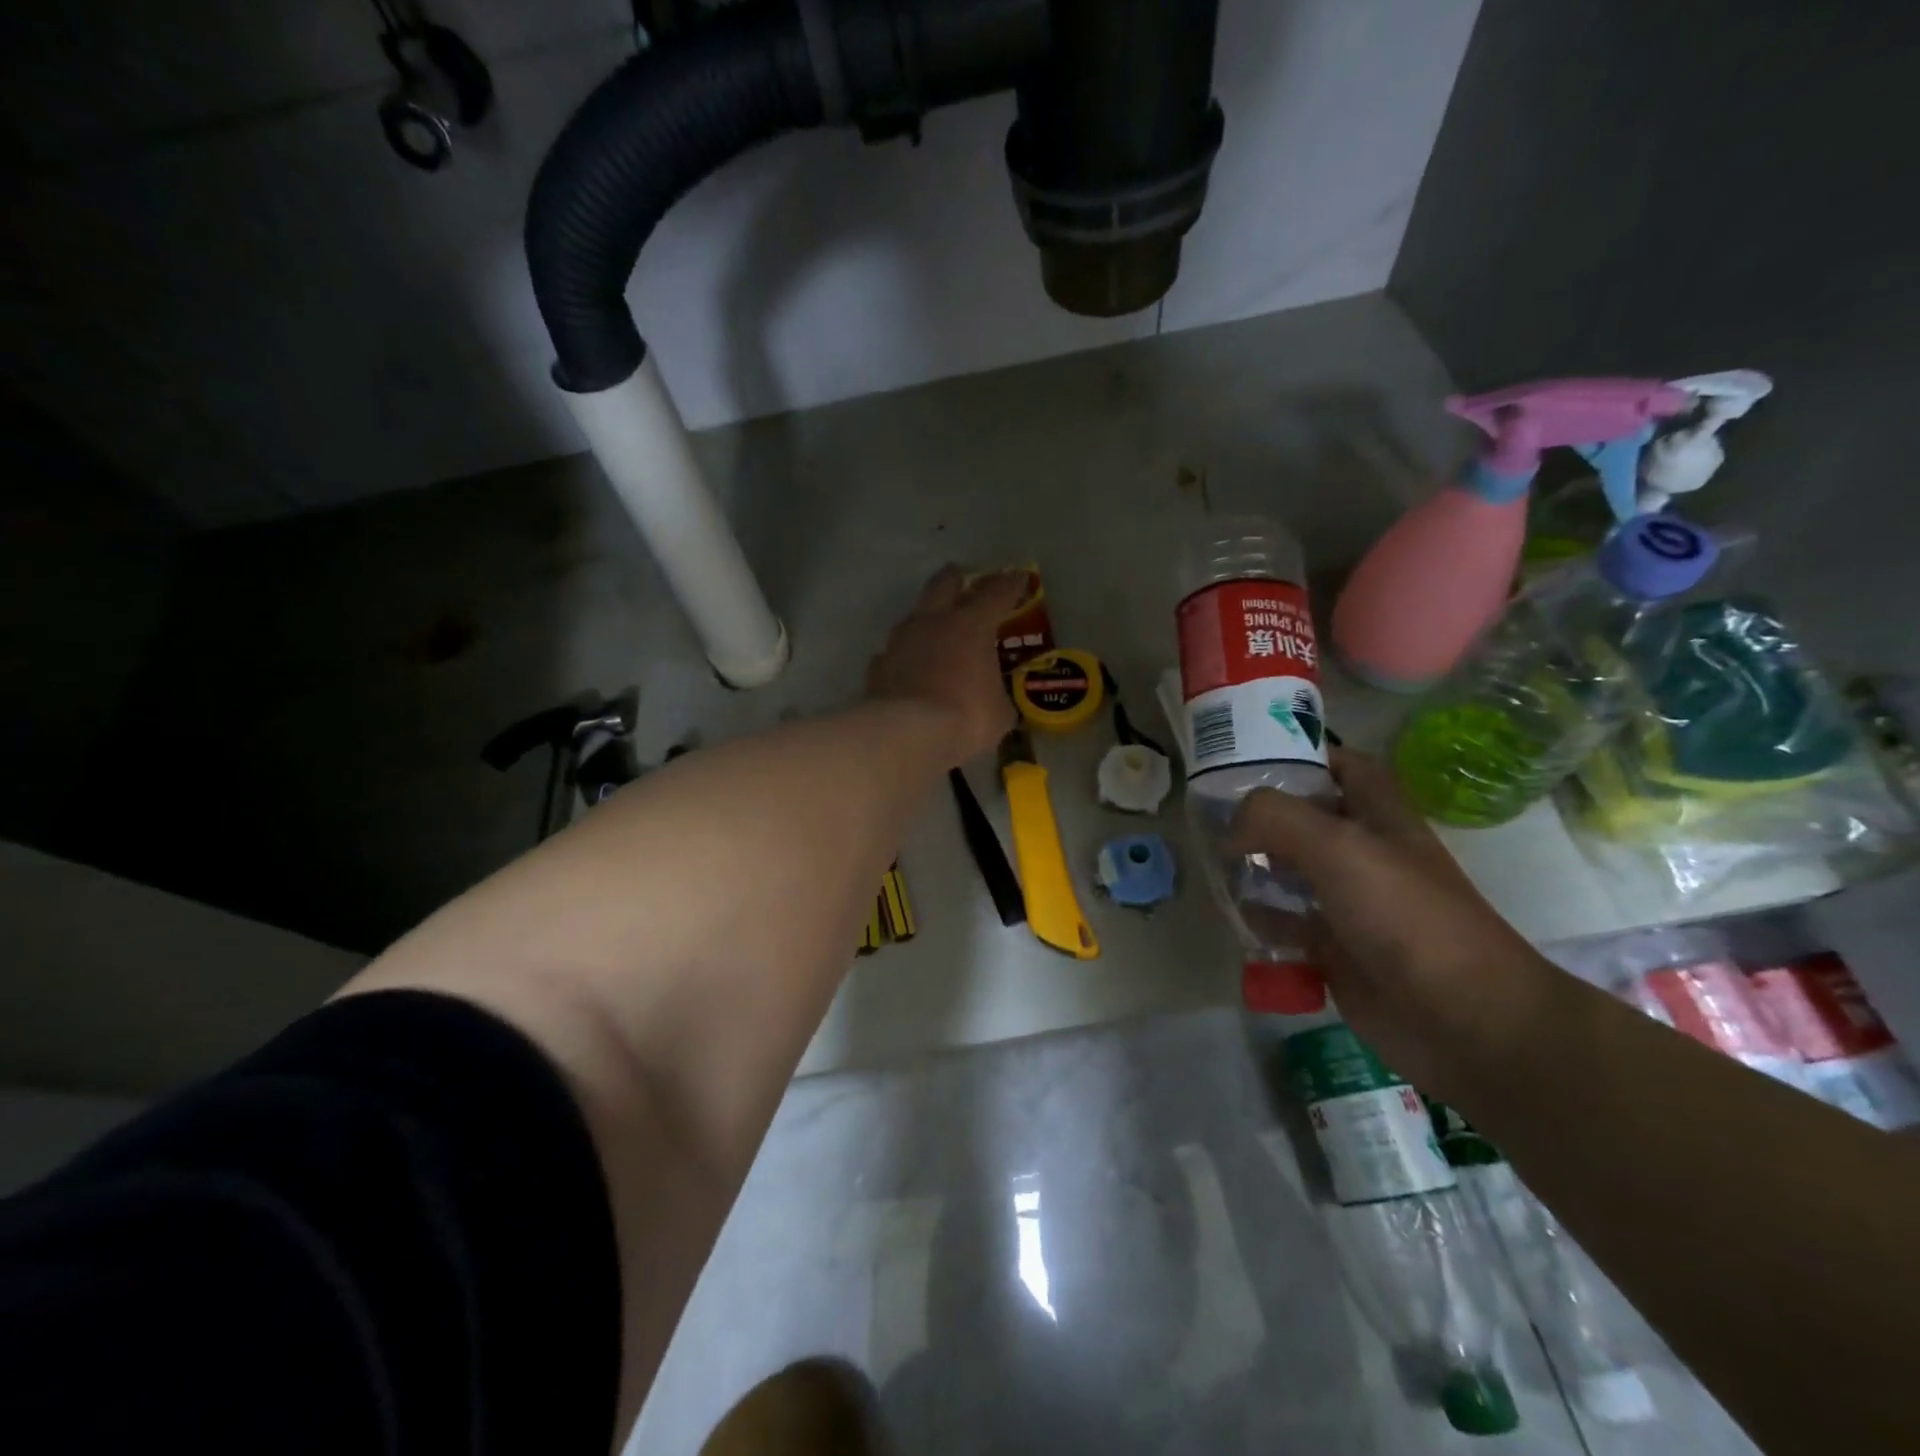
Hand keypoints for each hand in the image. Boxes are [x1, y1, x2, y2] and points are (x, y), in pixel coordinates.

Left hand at [867, 566, 1026, 765]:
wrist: (906, 735)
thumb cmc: (965, 717)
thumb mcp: (999, 712)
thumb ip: (998, 697)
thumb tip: (995, 702)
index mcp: (971, 625)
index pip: (996, 593)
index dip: (1010, 584)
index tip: (1018, 578)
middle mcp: (933, 623)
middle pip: (943, 585)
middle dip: (955, 579)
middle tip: (962, 577)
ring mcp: (900, 642)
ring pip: (913, 616)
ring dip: (926, 619)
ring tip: (934, 630)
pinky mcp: (878, 667)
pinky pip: (893, 653)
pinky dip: (904, 657)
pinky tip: (908, 668)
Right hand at [1229, 749, 1563, 1096]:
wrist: (1463, 1019)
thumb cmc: (1406, 916)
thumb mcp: (1338, 847)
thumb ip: (1275, 819)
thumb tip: (1229, 832)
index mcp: (1380, 818)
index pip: (1344, 766)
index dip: (1304, 755)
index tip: (1249, 757)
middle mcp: (1365, 854)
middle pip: (1308, 820)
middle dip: (1262, 815)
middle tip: (1211, 813)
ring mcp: (1351, 904)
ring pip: (1292, 872)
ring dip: (1255, 867)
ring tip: (1213, 864)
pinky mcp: (1337, 950)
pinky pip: (1288, 924)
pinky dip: (1261, 919)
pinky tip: (1235, 916)